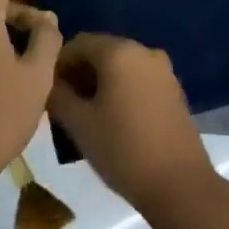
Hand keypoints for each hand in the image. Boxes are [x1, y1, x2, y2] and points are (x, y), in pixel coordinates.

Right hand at [48, 34, 213, 215]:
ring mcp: (163, 71)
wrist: (180, 185)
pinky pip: (139, 80)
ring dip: (101, 83)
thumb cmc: (122, 149)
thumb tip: (51, 85)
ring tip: (88, 115)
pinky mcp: (174, 91)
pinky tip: (115, 120)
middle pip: (101, 52)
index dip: (59, 64)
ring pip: (121, 66)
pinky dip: (122, 90)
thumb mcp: (78, 123)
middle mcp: (144, 51)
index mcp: (119, 51)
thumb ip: (57, 96)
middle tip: (65, 104)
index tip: (49, 92)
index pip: (78, 43)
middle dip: (80, 73)